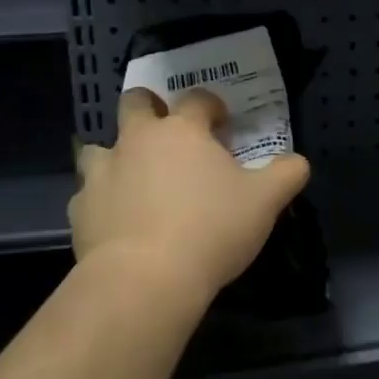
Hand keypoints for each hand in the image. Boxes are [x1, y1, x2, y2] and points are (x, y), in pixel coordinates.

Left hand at [70, 88, 310, 309]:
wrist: (144, 279)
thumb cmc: (211, 229)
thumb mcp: (265, 202)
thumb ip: (286, 174)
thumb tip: (297, 161)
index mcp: (182, 131)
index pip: (197, 99)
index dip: (212, 106)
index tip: (222, 123)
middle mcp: (137, 140)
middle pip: (136, 103)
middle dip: (151, 107)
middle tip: (169, 132)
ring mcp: (103, 172)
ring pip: (100, 147)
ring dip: (117, 154)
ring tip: (135, 178)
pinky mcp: (80, 208)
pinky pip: (88, 193)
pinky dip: (102, 199)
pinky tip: (117, 220)